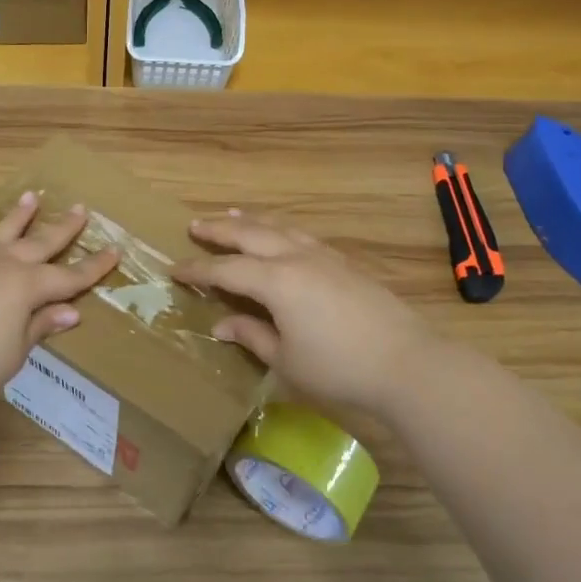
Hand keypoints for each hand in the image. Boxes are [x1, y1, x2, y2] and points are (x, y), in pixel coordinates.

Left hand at [0, 192, 119, 404]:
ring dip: (20, 216)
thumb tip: (70, 311)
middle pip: (41, 243)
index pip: (70, 277)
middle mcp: (4, 265)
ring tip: (33, 196)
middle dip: (63, 228)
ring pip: (2, 232)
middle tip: (80, 209)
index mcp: (28, 288)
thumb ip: (40, 326)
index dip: (94, 267)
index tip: (115, 251)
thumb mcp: (15, 352)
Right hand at [172, 211, 436, 413]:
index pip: (225, 270)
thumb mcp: (286, 360)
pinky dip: (280, 229)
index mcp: (276, 282)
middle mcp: (296, 258)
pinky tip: (280, 235)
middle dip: (219, 229)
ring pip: (279, 228)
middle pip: (250, 234)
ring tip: (232, 214)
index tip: (174, 269)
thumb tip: (220, 324)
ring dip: (251, 221)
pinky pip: (301, 235)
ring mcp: (323, 257)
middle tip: (195, 224)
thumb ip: (251, 336)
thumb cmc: (339, 367)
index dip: (197, 270)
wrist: (406, 362)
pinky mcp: (344, 263)